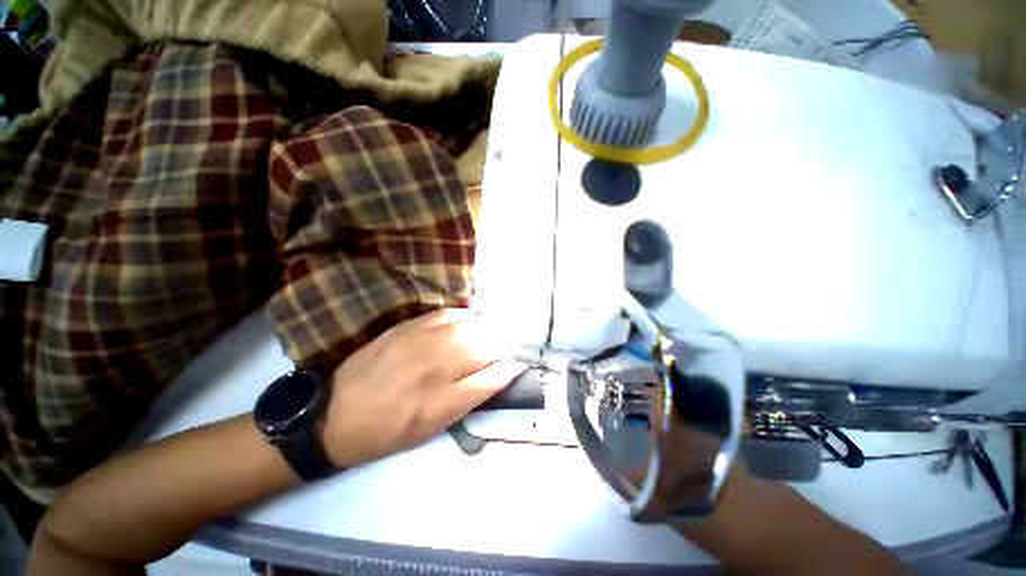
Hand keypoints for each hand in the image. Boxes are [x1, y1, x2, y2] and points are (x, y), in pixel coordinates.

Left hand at [320, 309, 525, 466]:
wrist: (333, 416)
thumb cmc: (386, 432)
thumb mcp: (430, 431)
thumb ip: (466, 401)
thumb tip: (494, 376)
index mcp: (441, 404)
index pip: (492, 378)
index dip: (510, 369)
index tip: (517, 365)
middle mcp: (435, 370)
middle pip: (485, 347)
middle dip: (503, 346)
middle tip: (506, 347)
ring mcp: (420, 344)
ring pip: (470, 326)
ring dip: (487, 329)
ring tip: (490, 333)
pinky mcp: (407, 327)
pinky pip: (447, 313)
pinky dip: (465, 315)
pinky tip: (469, 319)